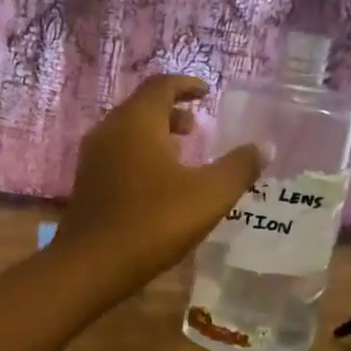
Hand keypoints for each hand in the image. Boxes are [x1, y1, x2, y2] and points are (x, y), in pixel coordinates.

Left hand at [57, 75, 266, 293]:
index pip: (161, 85)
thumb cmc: (153, 222)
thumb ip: (239, 167)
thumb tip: (264, 147)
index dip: (186, 85)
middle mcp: (109, 130)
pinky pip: (117, 155)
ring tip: (182, 154)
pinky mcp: (86, 183)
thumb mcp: (209, 195)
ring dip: (155, 135)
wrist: (91, 265)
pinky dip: (140, 155)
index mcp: (137, 121)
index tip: (206, 93)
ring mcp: (92, 157)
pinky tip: (157, 184)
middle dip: (171, 111)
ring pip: (127, 132)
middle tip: (197, 127)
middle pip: (142, 107)